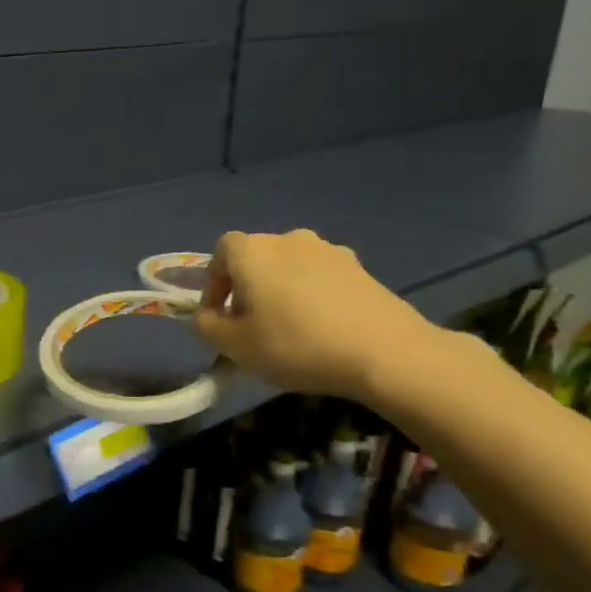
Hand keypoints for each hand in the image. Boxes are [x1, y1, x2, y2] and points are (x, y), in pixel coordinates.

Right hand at [193, 229, 435, 402]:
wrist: (384, 351)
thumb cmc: (296, 344)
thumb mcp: (235, 346)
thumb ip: (207, 327)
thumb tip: (206, 317)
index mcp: (253, 251)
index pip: (220, 253)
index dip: (214, 284)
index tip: (218, 317)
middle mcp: (288, 239)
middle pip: (256, 259)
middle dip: (247, 288)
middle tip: (250, 326)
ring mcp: (328, 250)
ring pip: (289, 268)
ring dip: (281, 291)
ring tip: (288, 328)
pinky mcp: (360, 268)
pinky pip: (320, 278)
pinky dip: (312, 296)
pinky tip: (322, 328)